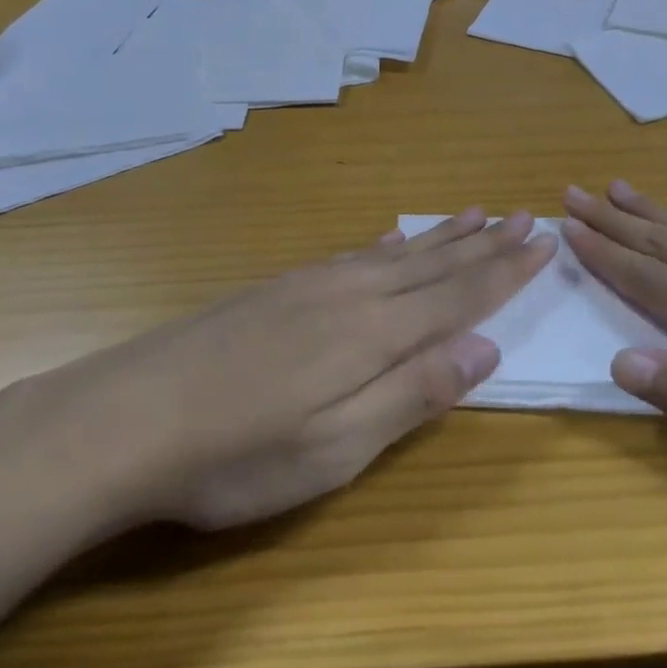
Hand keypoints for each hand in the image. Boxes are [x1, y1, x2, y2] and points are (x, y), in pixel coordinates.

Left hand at [9, 209, 554, 533]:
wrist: (124, 418)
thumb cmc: (236, 454)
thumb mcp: (336, 448)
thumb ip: (413, 394)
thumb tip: (486, 349)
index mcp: (373, 332)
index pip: (458, 294)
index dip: (504, 272)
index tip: (542, 243)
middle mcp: (351, 293)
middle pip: (433, 263)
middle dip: (483, 243)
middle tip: (522, 214)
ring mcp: (310, 285)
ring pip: (395, 251)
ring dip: (440, 235)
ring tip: (472, 213)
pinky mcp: (278, 289)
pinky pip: (353, 254)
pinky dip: (386, 244)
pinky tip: (390, 238)